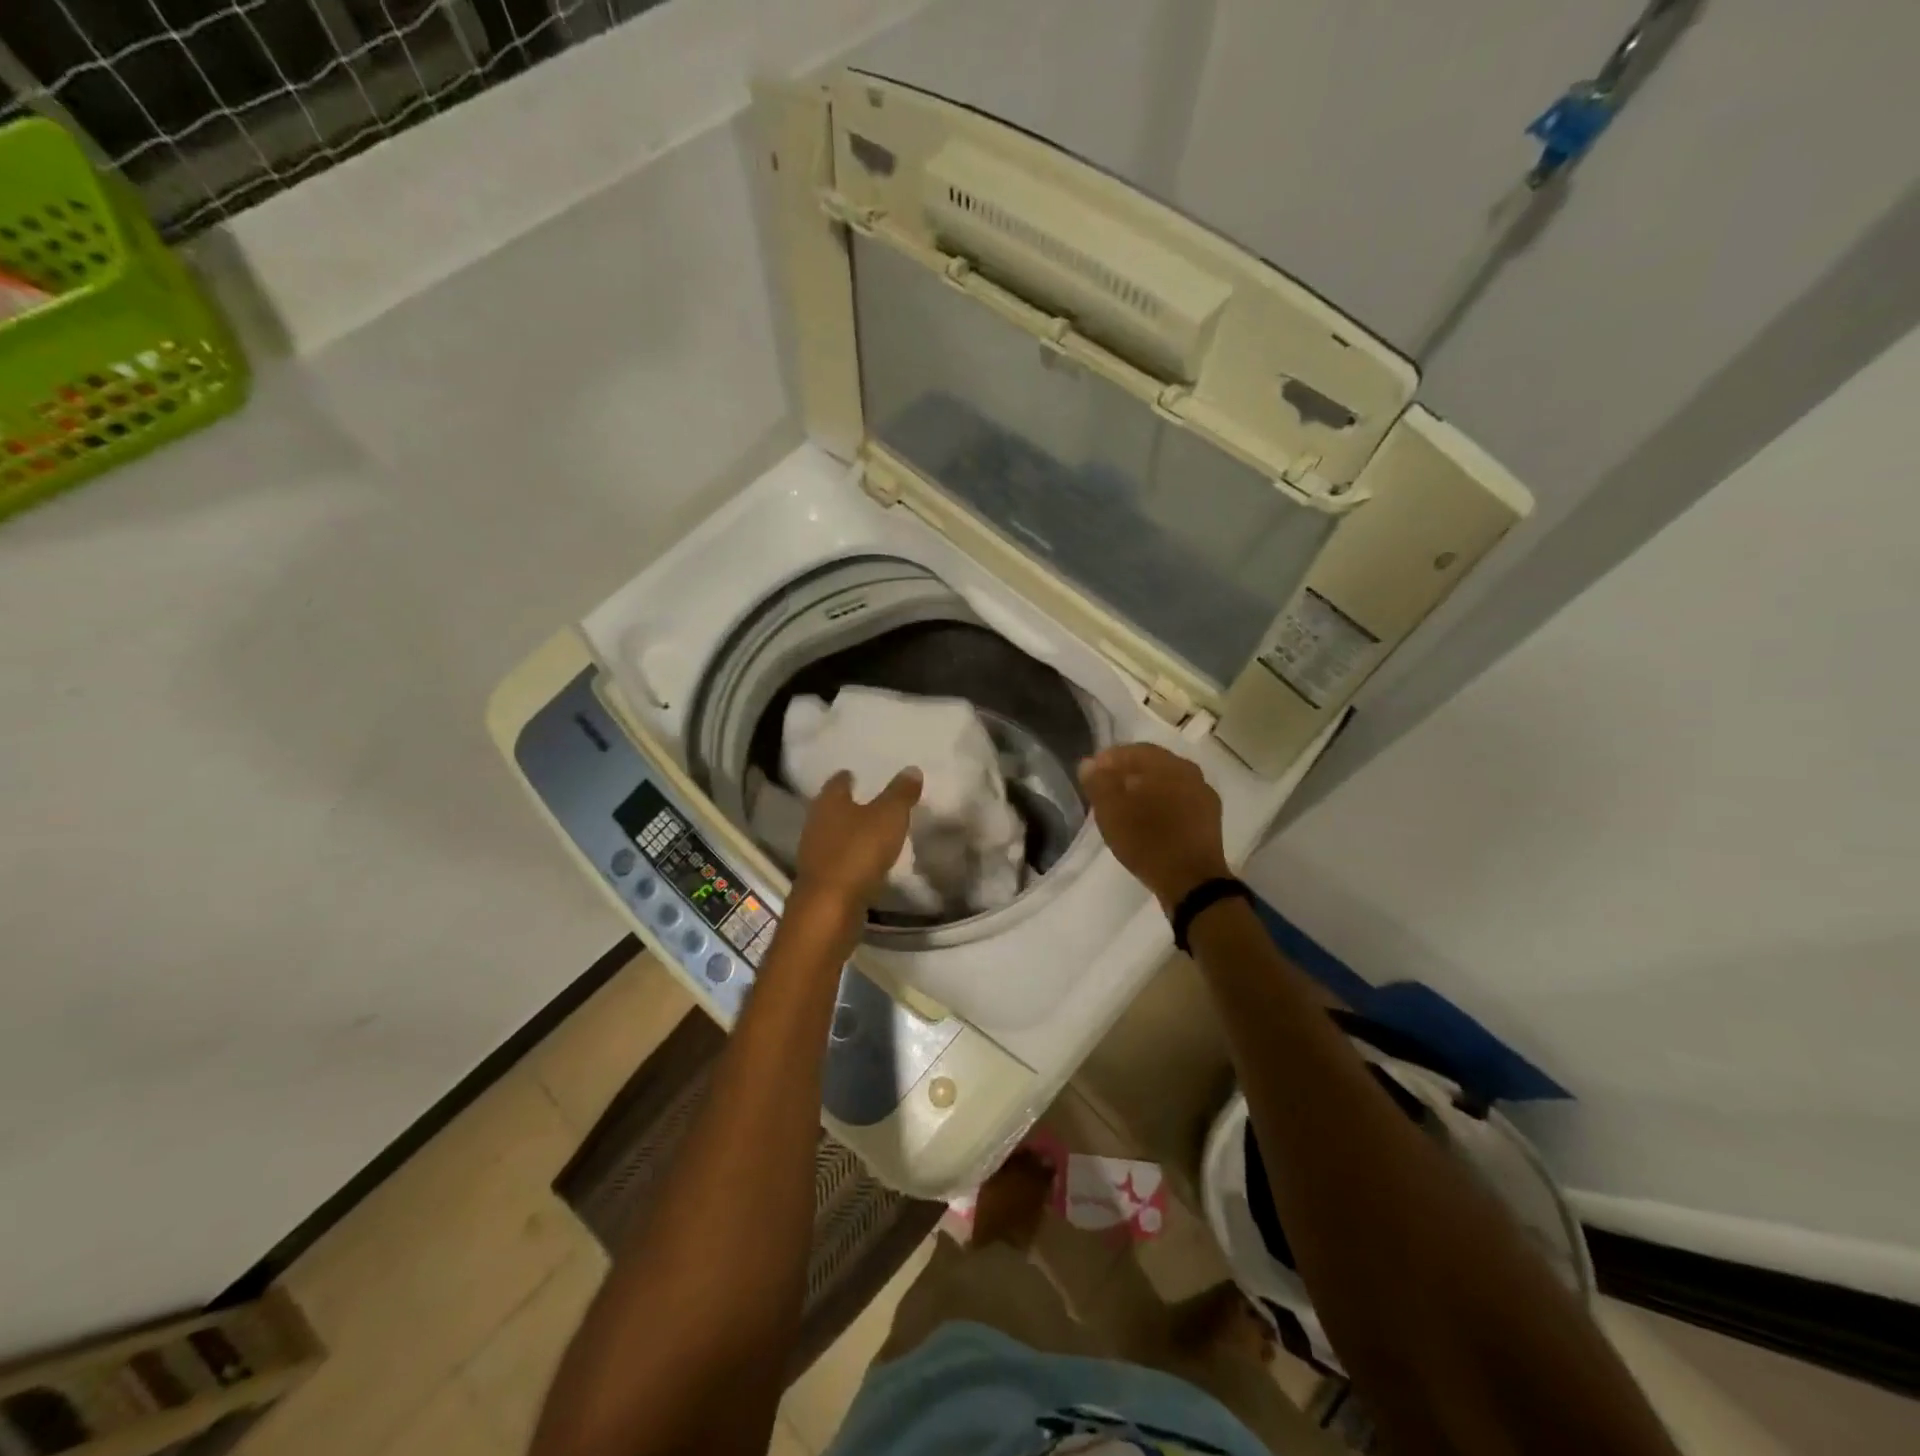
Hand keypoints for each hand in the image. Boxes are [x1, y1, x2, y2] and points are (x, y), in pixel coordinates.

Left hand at [792, 768, 922, 919]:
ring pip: (832, 835)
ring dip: (848, 833)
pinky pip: (837, 861)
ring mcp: (814, 854)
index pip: (837, 782)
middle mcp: (816, 823)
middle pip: (831, 808)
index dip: (847, 777)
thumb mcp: (889, 816)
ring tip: (870, 832)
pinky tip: (865, 862)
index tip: (857, 774)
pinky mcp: (820, 881)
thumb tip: (911, 769)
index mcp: (829, 802)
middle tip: (868, 801)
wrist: (830, 908)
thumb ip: (900, 793)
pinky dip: (850, 858)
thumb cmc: (859, 852)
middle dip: (847, 805)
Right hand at [1079, 744, 1230, 910]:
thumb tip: (1089, 764)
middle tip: (1105, 791)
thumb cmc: (1147, 841)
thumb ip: (1098, 783)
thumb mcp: (1111, 811)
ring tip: (1124, 808)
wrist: (1192, 883)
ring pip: (1166, 784)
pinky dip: (1159, 806)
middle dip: (1126, 774)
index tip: (1091, 775)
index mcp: (1168, 764)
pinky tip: (1147, 822)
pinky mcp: (1208, 820)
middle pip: (1152, 766)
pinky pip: (1178, 803)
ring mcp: (1203, 796)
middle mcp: (1191, 772)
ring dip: (1144, 791)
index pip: (1133, 750)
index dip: (1108, 760)